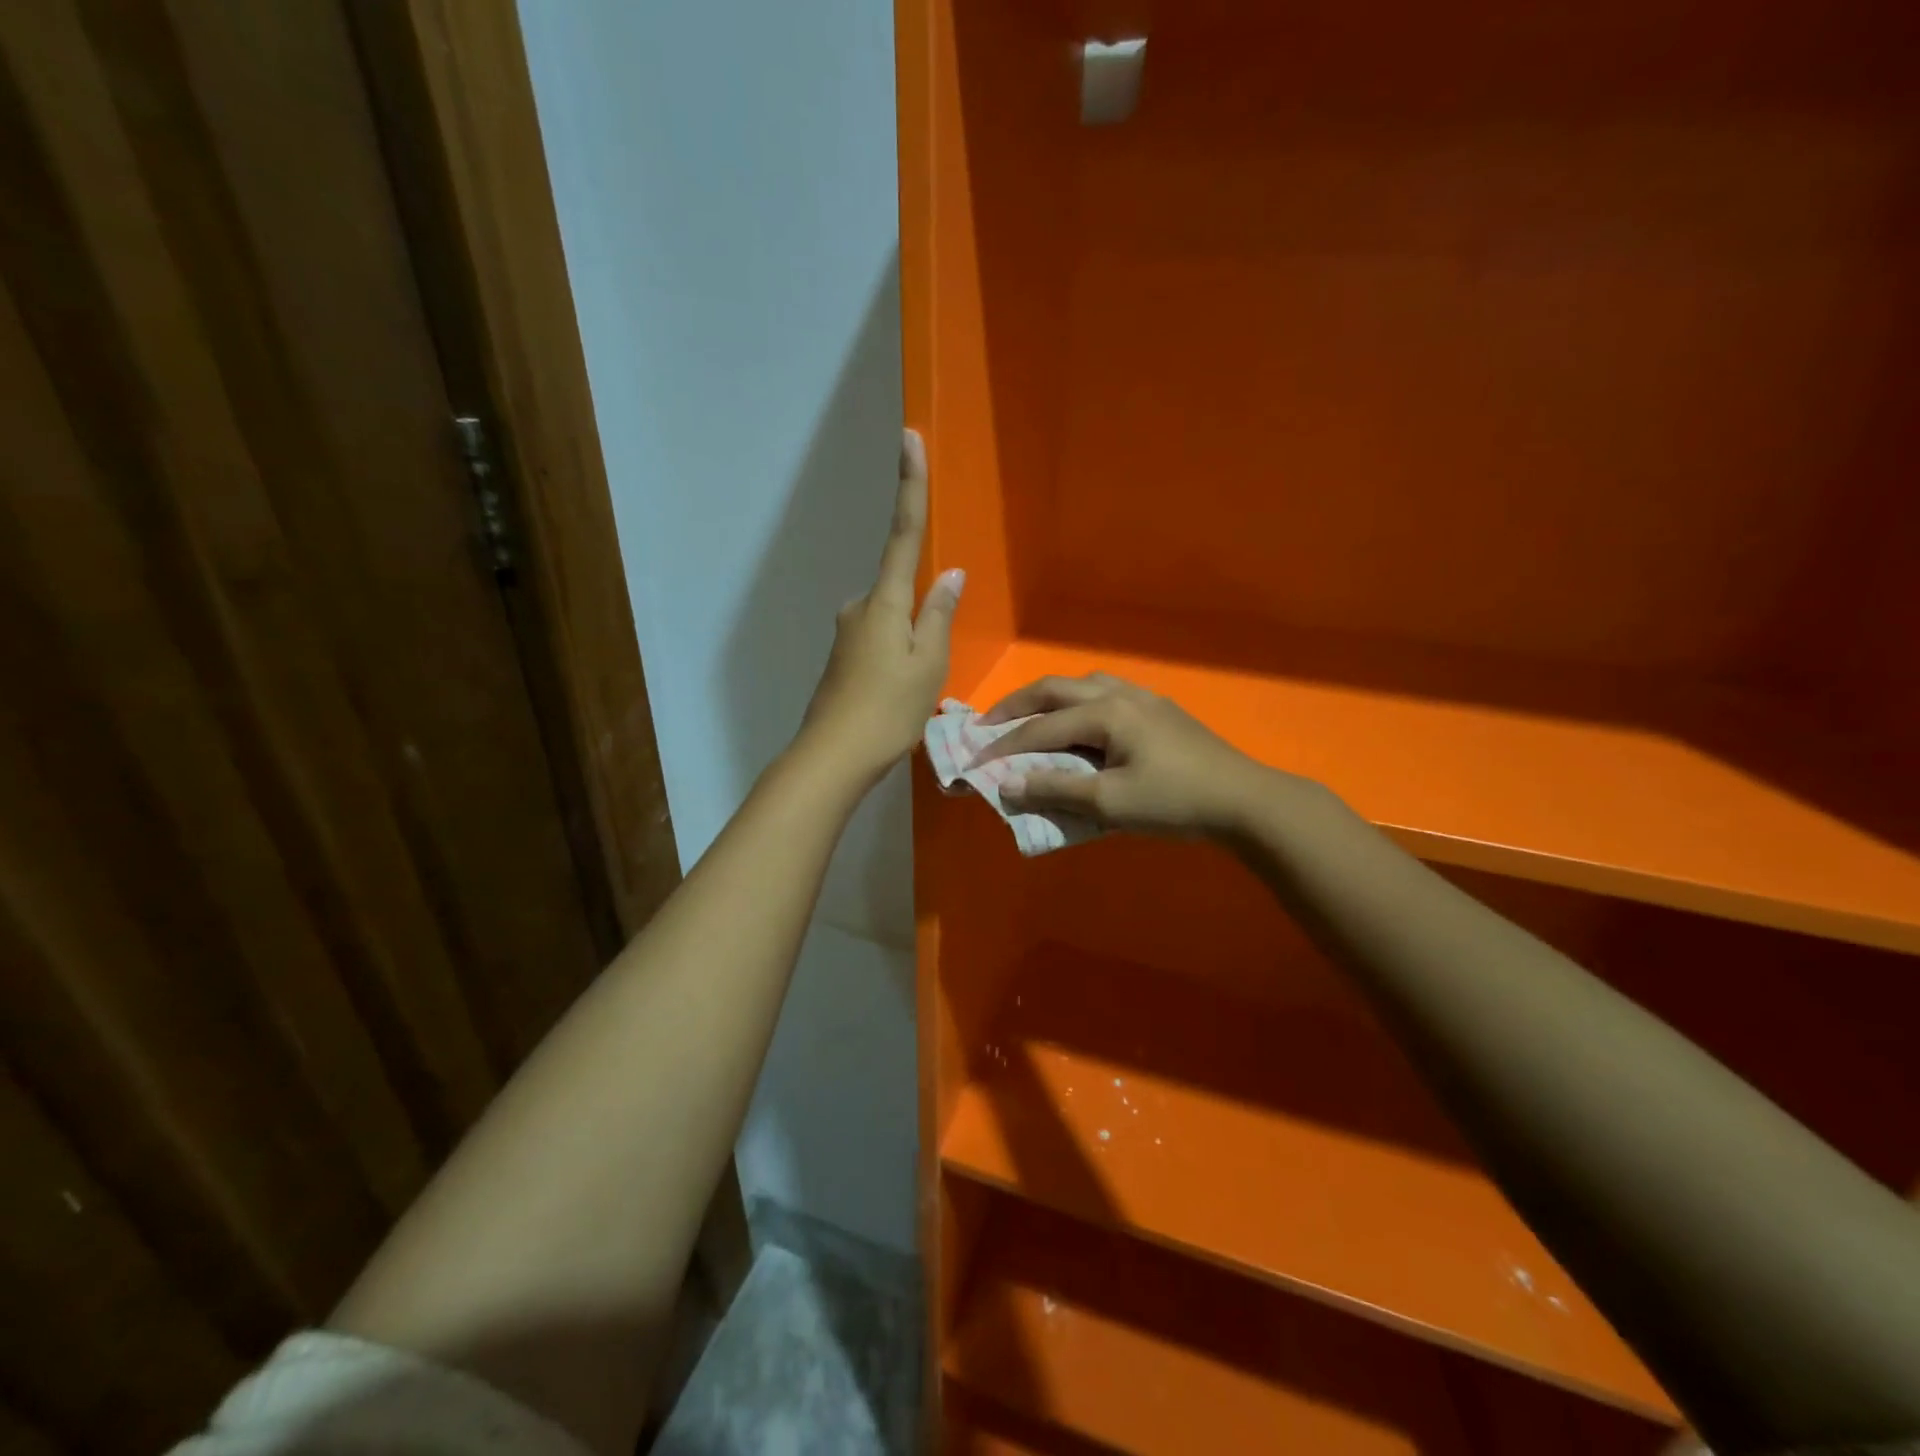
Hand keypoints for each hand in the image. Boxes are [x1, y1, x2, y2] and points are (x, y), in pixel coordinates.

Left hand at [797, 429, 962, 785]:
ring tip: (911, 693)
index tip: (909, 438)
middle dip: (922, 616)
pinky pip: (880, 640)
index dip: (909, 485)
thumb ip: (939, 615)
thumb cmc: (888, 710)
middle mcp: (860, 606)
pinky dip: (896, 657)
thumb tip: (951, 574)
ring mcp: (847, 631)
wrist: (833, 756)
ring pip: (892, 620)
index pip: (903, 532)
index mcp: (885, 601)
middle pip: (901, 589)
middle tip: (926, 672)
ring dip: (910, 644)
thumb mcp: (928, 664)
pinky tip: (896, 694)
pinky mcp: (842, 655)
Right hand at [975, 673, 1308, 839]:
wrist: (1243, 801)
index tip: (975, 760)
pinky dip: (1079, 703)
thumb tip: (1008, 785)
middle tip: (988, 723)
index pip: (1041, 727)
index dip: (1004, 745)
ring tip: (1032, 718)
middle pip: (1056, 689)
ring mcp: (1144, 699)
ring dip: (1051, 698)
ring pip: (1084, 684)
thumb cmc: (1173, 801)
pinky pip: (1107, 693)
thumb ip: (1056, 789)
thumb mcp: (1109, 802)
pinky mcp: (1161, 710)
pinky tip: (1083, 723)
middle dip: (1017, 705)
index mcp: (1105, 712)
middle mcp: (1120, 694)